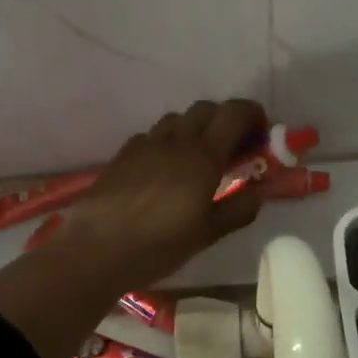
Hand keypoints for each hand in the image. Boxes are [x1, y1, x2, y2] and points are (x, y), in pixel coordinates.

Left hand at [55, 99, 268, 292]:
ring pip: (177, 118)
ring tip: (197, 158)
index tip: (261, 136)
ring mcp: (146, 144)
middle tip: (233, 149)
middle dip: (225, 120)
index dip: (253, 115)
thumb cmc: (158, 245)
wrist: (96, 250)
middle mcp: (176, 141)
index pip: (235, 112)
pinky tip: (163, 170)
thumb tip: (260, 191)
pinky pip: (151, 135)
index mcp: (203, 156)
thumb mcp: (207, 234)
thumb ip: (238, 208)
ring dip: (195, 128)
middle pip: (206, 108)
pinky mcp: (123, 154)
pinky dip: (166, 142)